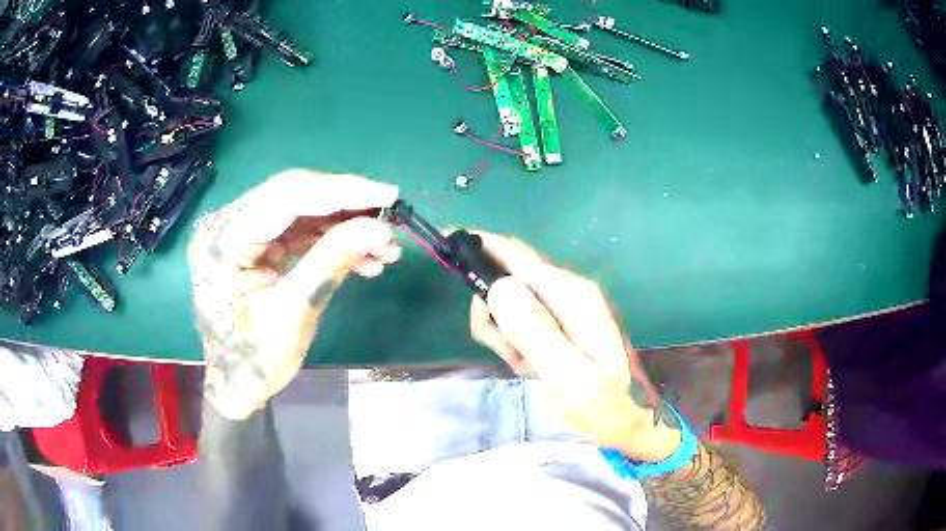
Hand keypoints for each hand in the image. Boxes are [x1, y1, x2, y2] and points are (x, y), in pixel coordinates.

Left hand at [188, 170, 399, 419]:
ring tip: (385, 249)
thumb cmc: (253, 361)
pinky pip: (298, 231)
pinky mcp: (255, 245)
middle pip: (292, 196)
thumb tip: (381, 228)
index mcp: (222, 242)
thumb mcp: (293, 314)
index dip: (340, 191)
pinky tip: (364, 258)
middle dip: (346, 207)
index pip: (284, 198)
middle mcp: (226, 225)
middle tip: (390, 220)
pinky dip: (332, 241)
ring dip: (344, 226)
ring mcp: (240, 233)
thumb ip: (332, 262)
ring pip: (301, 212)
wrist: (233, 385)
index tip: (389, 195)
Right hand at [469, 232, 681, 461]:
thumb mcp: (569, 377)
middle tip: (507, 353)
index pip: (518, 255)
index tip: (447, 242)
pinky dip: (513, 341)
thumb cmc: (602, 404)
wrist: (625, 420)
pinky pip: (518, 318)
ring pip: (508, 300)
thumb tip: (499, 287)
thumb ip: (536, 333)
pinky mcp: (557, 321)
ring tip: (524, 365)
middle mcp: (567, 291)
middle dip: (493, 313)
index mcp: (572, 296)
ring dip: (504, 332)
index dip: (481, 245)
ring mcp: (563, 305)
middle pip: (507, 277)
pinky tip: (530, 364)